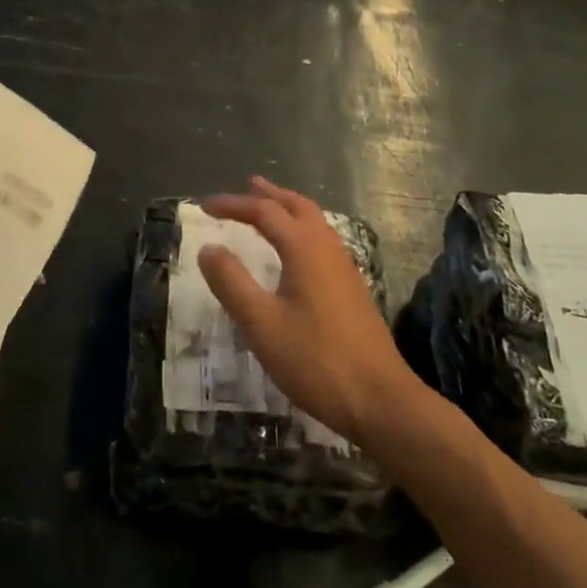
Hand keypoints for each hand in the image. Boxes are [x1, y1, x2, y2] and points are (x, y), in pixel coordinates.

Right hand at [199, 177, 422, 445]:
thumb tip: (209, 248)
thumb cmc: (315, 359)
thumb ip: (231, 282)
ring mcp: (345, 270)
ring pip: (315, 224)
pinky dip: (302, 231)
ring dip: (289, 210)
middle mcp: (327, 249)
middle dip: (270, 195)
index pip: (264, 212)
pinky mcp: (353, 291)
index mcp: (304, 249)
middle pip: (298, 207)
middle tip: (248, 186)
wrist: (381, 401)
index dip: (233, 205)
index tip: (205, 206)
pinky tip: (295, 253)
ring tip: (269, 210)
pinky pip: (323, 243)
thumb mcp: (261, 323)